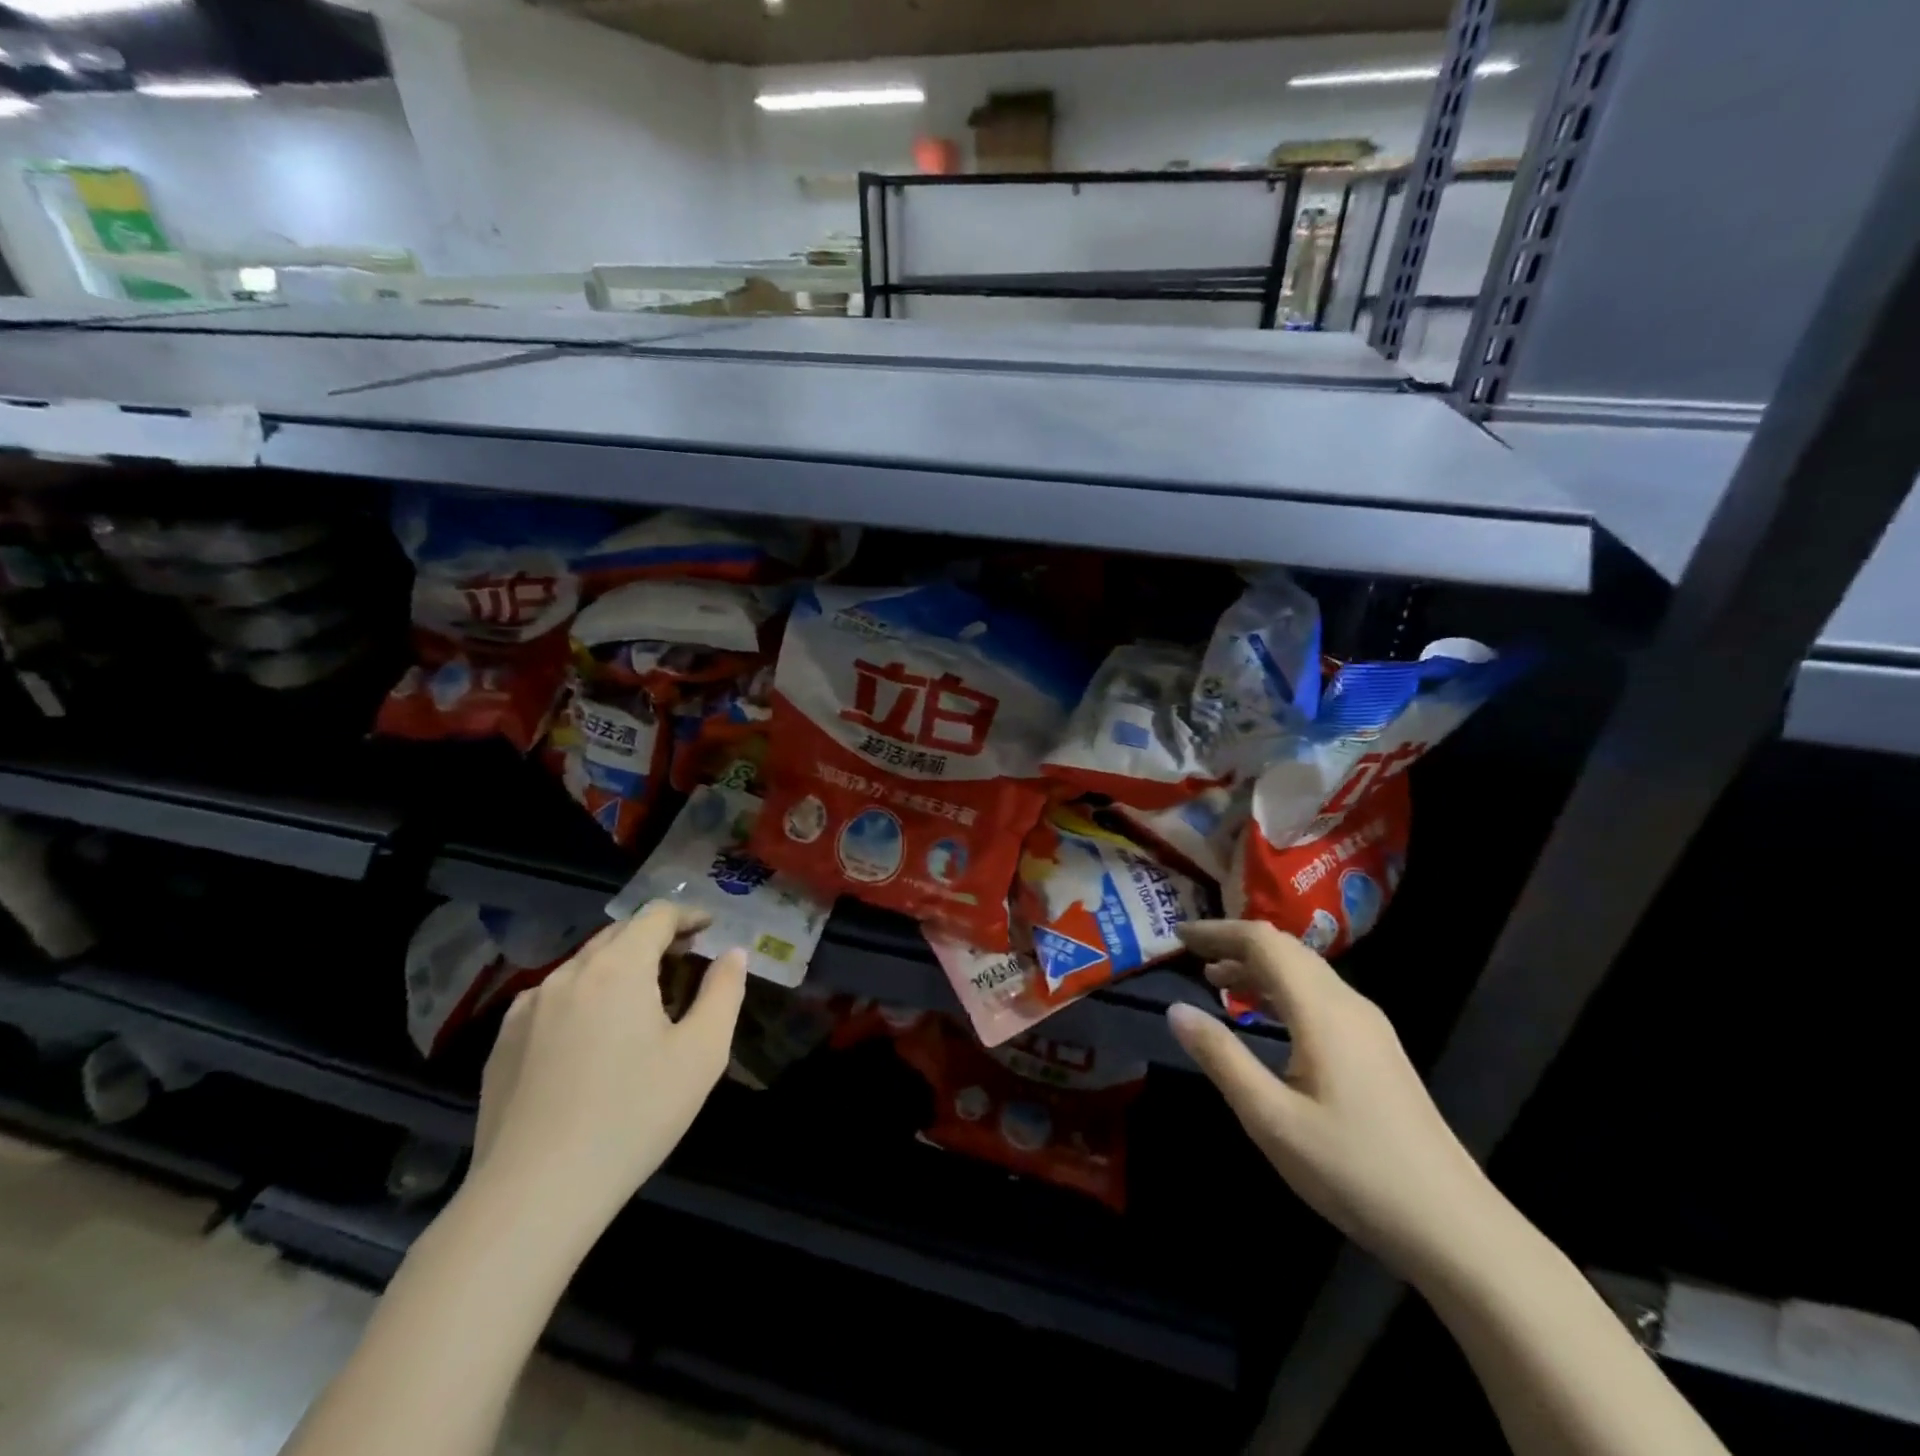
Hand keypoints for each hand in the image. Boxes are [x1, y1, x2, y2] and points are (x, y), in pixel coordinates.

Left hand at [469, 902, 747, 1241]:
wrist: (532, 1195)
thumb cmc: (633, 1116)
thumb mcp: (701, 1053)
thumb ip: (724, 992)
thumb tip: (732, 954)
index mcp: (618, 968)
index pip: (656, 916)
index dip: (687, 915)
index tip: (709, 928)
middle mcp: (568, 973)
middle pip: (618, 935)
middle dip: (654, 939)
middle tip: (684, 960)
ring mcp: (527, 1008)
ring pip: (583, 967)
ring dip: (617, 968)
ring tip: (640, 1001)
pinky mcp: (502, 1043)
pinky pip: (552, 1000)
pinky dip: (582, 998)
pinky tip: (591, 1039)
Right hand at [1166, 921, 1499, 1286]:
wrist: (1455, 1227)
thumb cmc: (1354, 1171)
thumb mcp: (1271, 1119)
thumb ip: (1221, 1058)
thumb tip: (1176, 1010)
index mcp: (1322, 1011)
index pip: (1263, 942)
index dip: (1218, 931)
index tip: (1177, 937)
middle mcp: (1348, 1004)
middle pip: (1286, 949)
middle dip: (1235, 944)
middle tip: (1191, 956)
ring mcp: (1369, 1027)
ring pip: (1305, 972)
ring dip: (1258, 967)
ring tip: (1216, 981)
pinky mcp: (1378, 1050)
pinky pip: (1319, 995)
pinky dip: (1281, 990)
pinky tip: (1264, 1017)